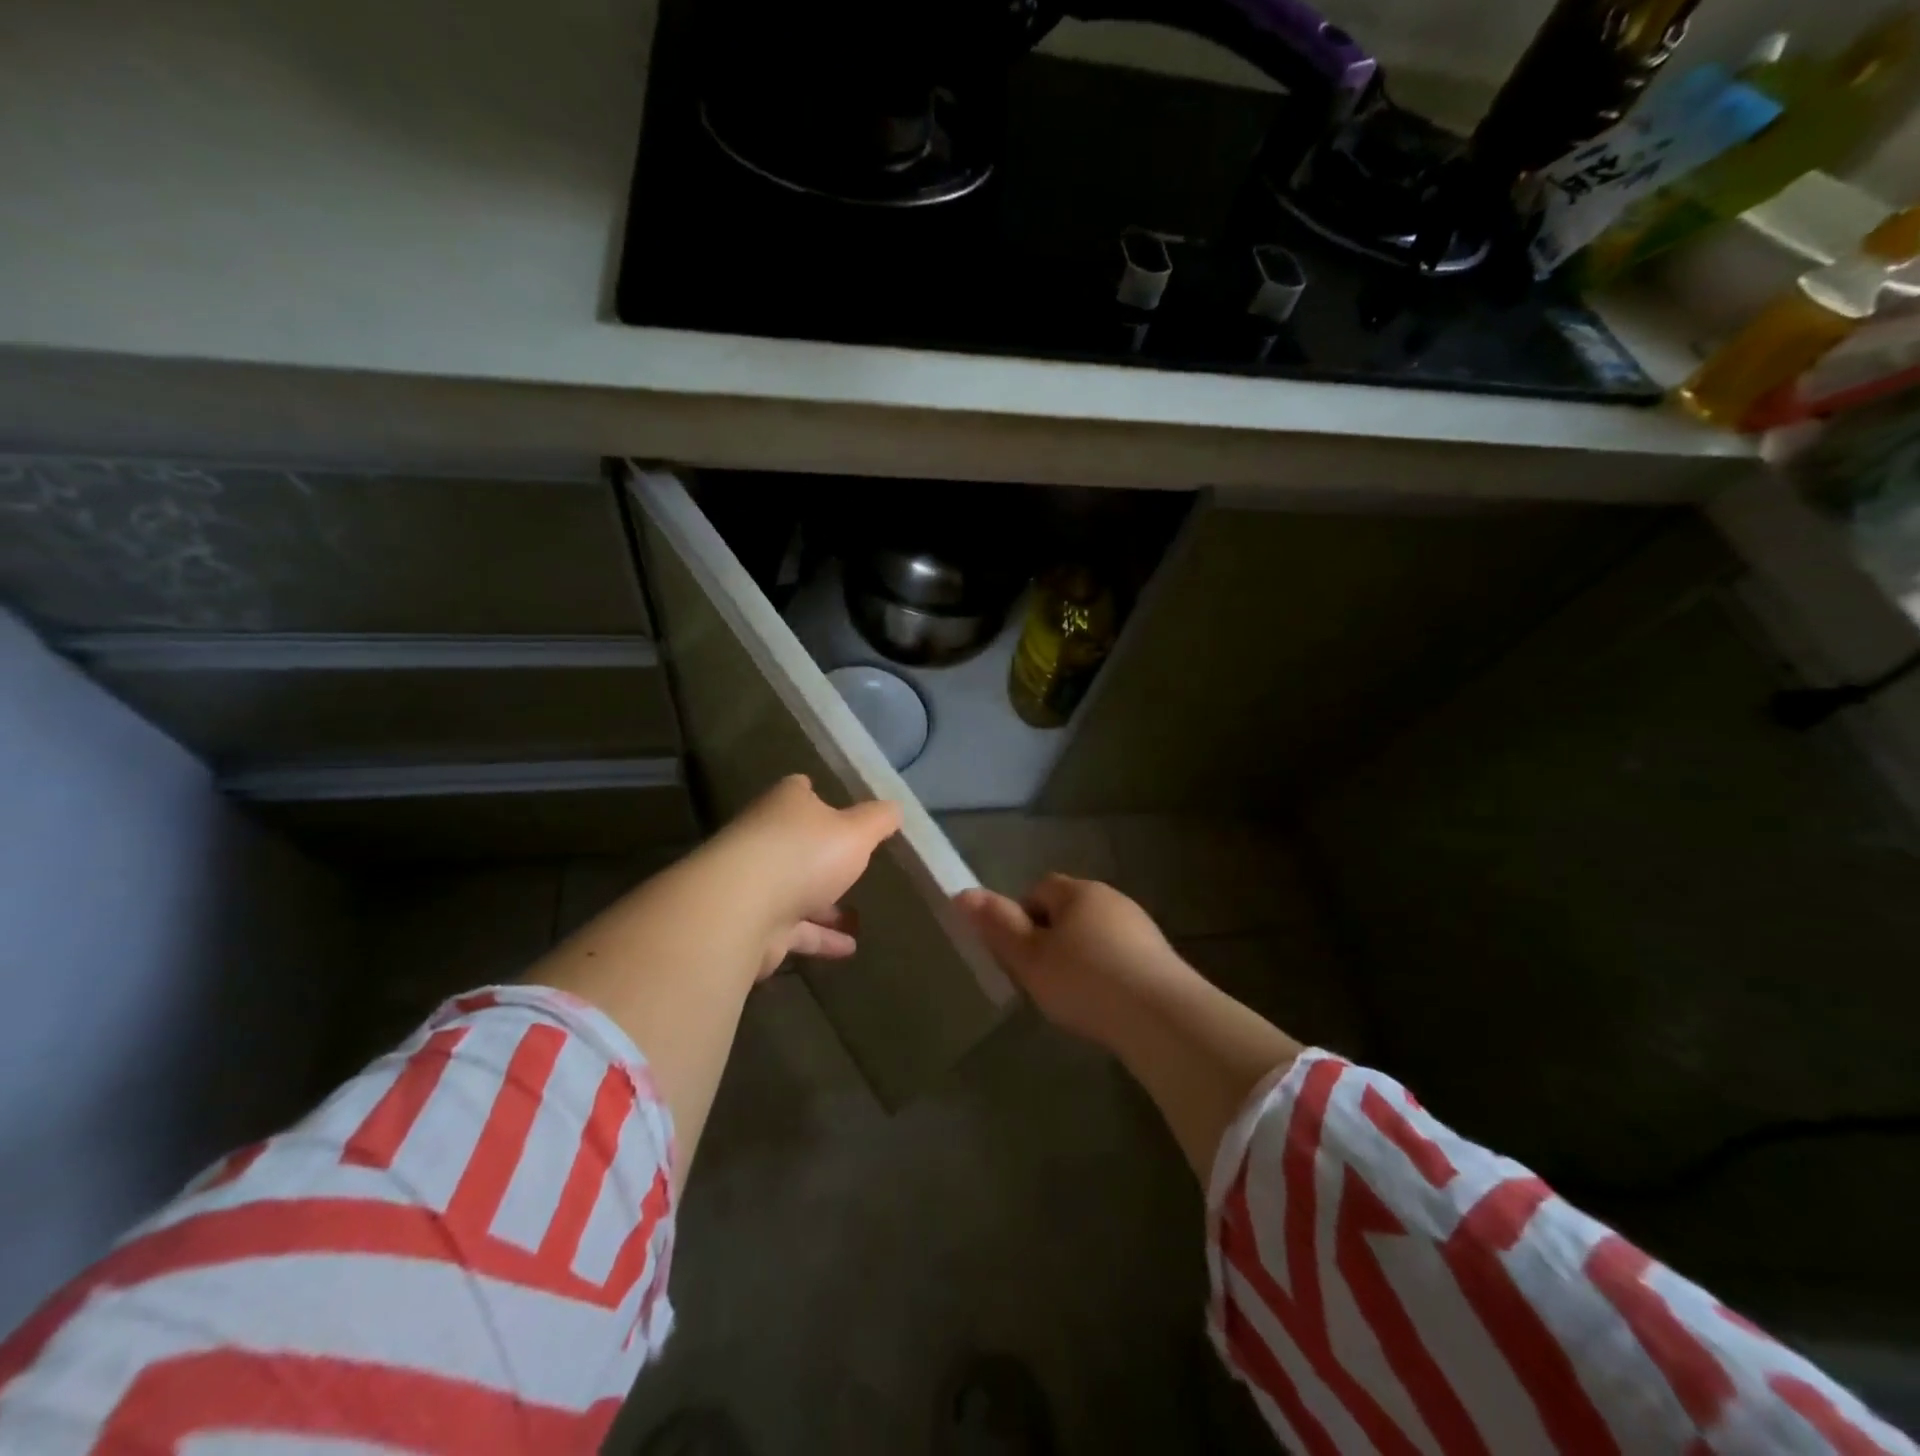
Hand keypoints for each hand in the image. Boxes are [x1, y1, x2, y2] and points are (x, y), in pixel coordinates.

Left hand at [712, 775, 901, 976]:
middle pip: (797, 843)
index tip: (838, 806)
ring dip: (824, 904)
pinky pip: (795, 929)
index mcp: (786, 805)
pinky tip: (848, 949)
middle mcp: (766, 838)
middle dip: (823, 856)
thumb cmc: (804, 855)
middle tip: (854, 867)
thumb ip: (879, 820)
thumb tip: (895, 808)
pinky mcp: (756, 924)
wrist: (741, 910)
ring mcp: (757, 883)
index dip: (818, 796)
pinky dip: (820, 938)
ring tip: (857, 917)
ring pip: (796, 890)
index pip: (800, 791)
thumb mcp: (856, 832)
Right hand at [955, 874, 1189, 1048]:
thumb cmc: (1084, 981)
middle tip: (1041, 979)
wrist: (1161, 1017)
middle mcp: (1111, 899)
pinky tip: (1104, 1005)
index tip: (1019, 955)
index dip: (1021, 918)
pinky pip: (1120, 957)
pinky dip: (1107, 974)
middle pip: (1068, 911)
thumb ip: (996, 925)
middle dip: (1051, 938)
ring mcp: (1140, 927)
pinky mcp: (1160, 958)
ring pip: (1096, 934)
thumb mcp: (1029, 957)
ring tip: (1072, 997)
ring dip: (1080, 957)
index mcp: (1078, 892)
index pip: (1038, 889)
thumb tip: (962, 894)